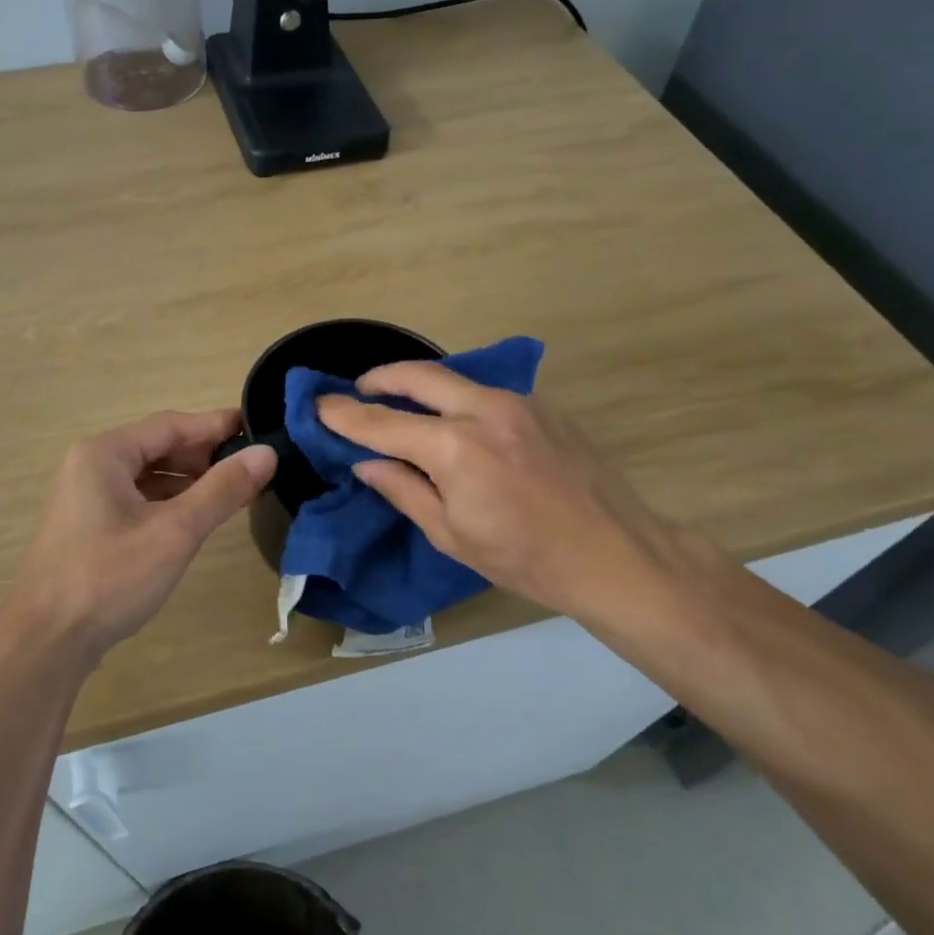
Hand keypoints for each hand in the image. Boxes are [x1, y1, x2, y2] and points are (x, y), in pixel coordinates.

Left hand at [0, 410, 276, 660]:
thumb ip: (222, 489)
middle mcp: (91, 466)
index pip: (171, 425)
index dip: (216, 426)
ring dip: (190, 481)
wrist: (45, 642)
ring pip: (148, 475)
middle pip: (158, 447)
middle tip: (252, 466)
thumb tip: (266, 453)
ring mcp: (86, 498)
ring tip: (234, 492)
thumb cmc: (109, 578)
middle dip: (205, 455)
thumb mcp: (175, 531)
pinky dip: (169, 503)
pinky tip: (196, 517)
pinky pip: (137, 500)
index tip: (259, 428)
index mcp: (104, 454)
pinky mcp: (89, 527)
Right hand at [317, 364, 703, 636]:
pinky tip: (453, 421)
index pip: (383, 422)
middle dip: (380, 377)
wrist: (614, 554)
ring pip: (454, 377)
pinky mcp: (542, 406)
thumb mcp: (451, 535)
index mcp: (454, 448)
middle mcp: (484, 409)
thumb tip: (366, 462)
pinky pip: (485, 391)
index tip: (319, 405)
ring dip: (419, 384)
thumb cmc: (524, 558)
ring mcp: (518, 402)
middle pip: (418, 375)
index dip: (345, 414)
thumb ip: (403, 490)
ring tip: (400, 402)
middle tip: (358, 390)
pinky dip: (456, 397)